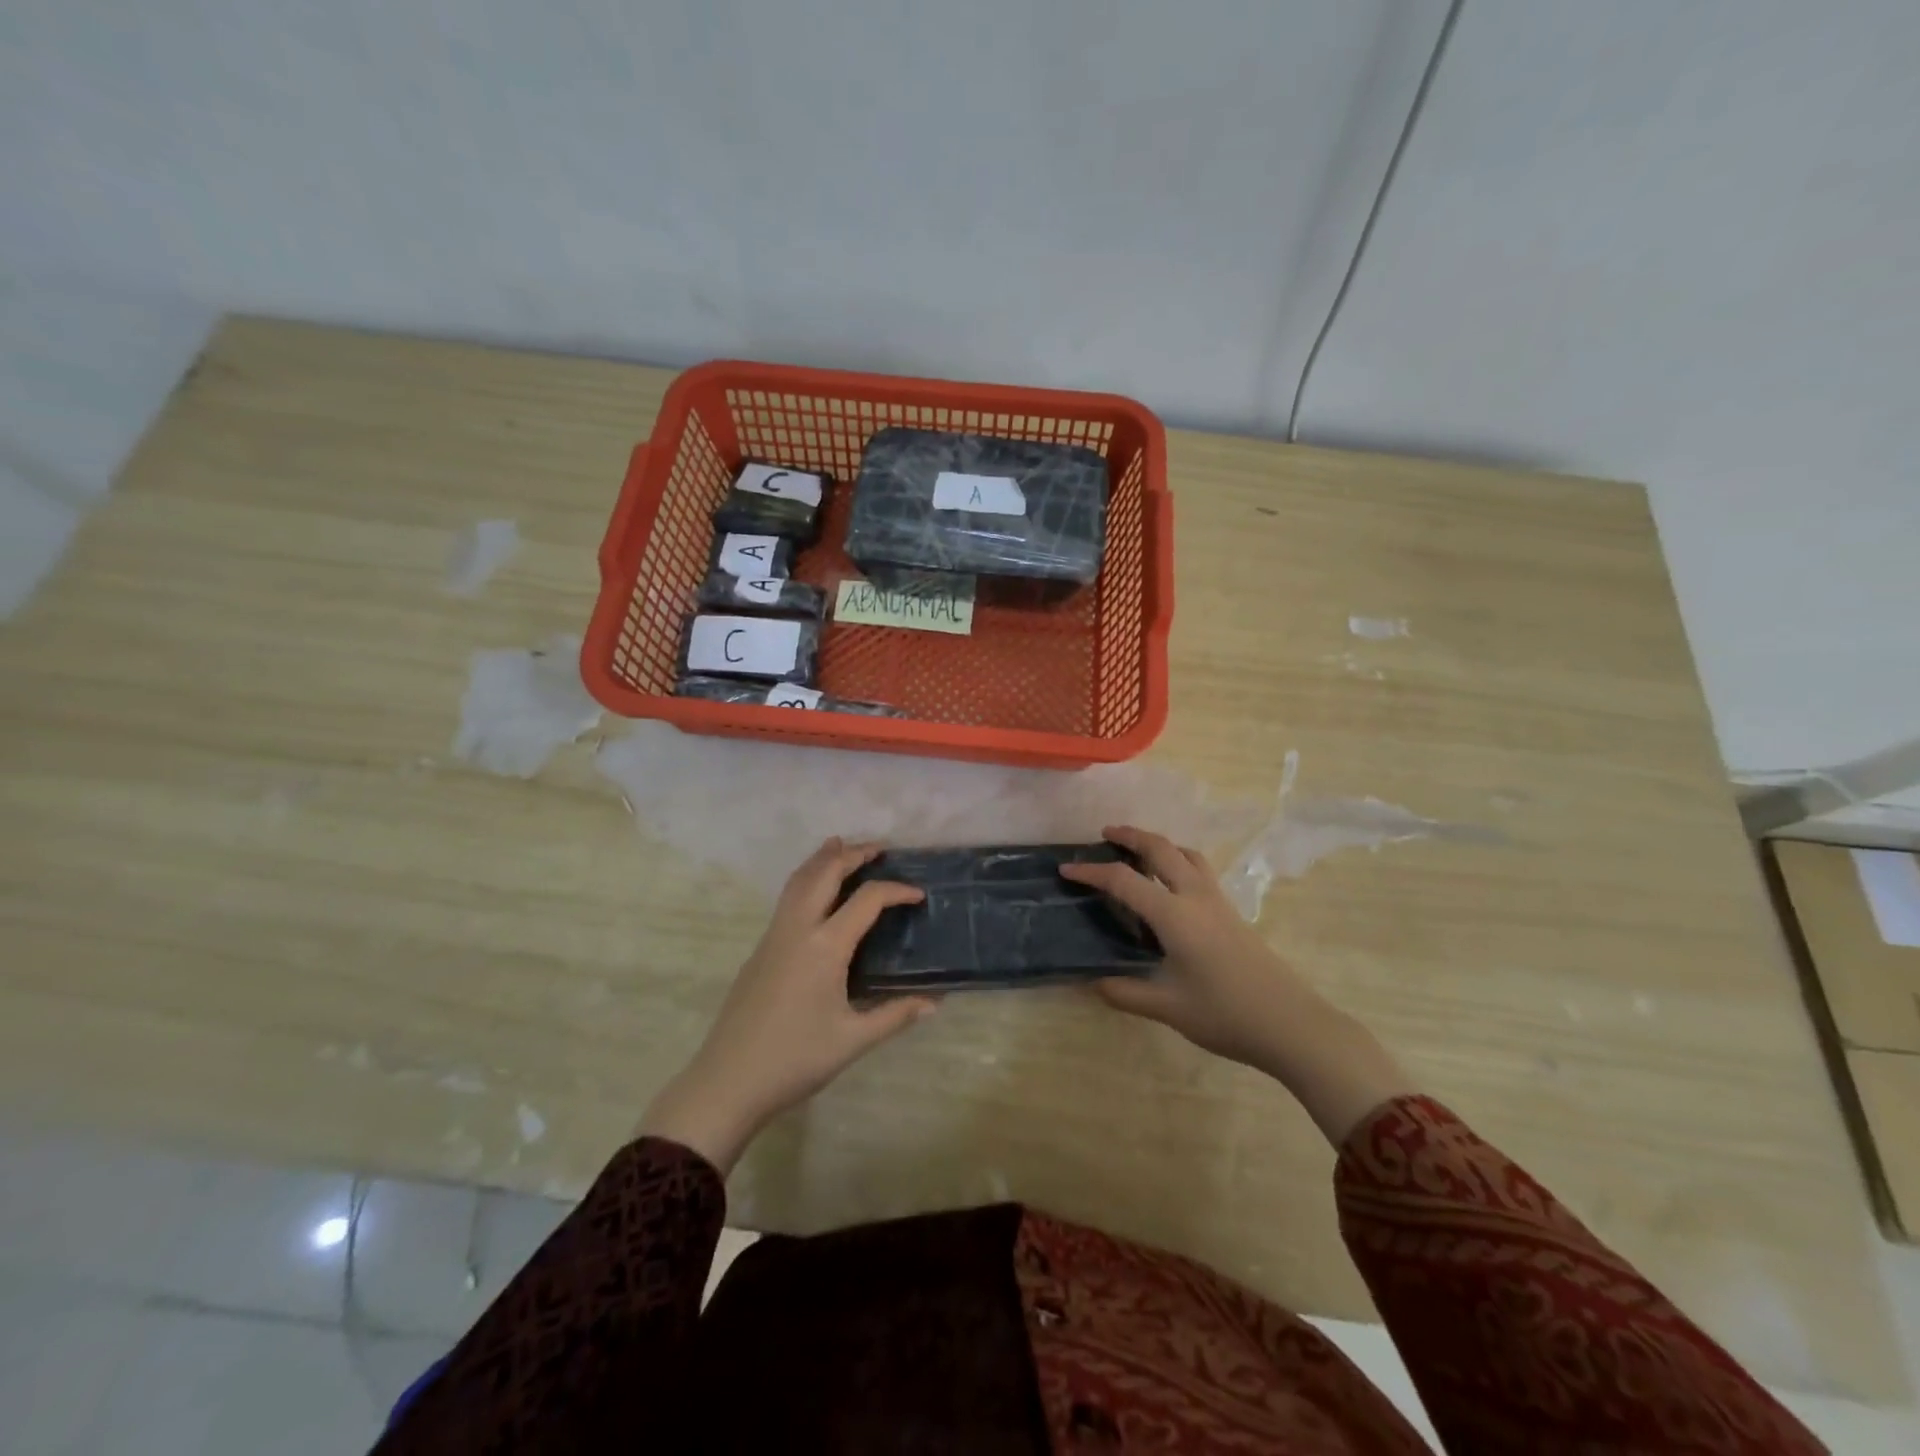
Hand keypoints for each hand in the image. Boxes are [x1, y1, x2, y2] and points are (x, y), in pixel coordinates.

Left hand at [638, 838, 937, 1172]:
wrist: (727, 1080)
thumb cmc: (795, 1059)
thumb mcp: (853, 1040)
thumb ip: (895, 1016)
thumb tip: (934, 1003)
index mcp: (825, 946)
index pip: (866, 899)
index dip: (896, 890)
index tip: (918, 894)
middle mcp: (798, 929)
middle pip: (825, 873)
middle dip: (852, 854)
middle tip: (879, 848)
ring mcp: (773, 936)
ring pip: (798, 880)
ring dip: (822, 859)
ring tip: (840, 845)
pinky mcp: (760, 949)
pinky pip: (786, 898)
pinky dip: (806, 879)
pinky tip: (814, 892)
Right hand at [1063, 825, 1415, 1144]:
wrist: (1291, 1024)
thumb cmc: (1226, 1014)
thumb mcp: (1169, 1007)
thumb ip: (1127, 992)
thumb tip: (1093, 983)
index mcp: (1174, 915)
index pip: (1124, 881)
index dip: (1092, 872)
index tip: (1066, 870)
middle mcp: (1196, 897)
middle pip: (1160, 849)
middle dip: (1130, 836)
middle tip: (1106, 834)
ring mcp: (1218, 902)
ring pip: (1186, 854)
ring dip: (1159, 844)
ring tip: (1139, 850)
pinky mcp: (1232, 912)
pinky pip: (1200, 869)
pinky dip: (1178, 860)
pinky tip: (1172, 883)